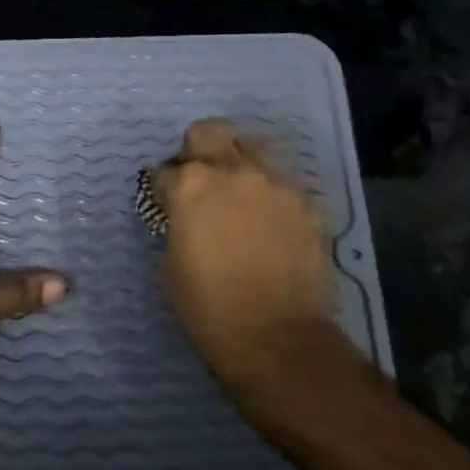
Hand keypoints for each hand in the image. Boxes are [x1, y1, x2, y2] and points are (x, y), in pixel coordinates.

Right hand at [152, 119, 335, 387]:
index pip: (164, 170)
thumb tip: (184, 212)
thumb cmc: (207, 307)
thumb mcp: (170, 262)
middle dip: (196, 152)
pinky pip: (284, 182)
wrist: (274, 337)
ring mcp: (276, 183)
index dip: (161, 187)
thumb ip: (177, 222)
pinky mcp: (308, 202)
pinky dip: (271, 193)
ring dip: (238, 162)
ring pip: (252, 146)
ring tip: (239, 192)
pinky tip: (270, 220)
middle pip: (208, 132)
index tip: (165, 202)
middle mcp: (234, 171)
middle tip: (199, 181)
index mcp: (191, 185)